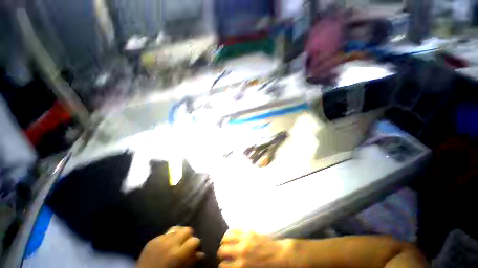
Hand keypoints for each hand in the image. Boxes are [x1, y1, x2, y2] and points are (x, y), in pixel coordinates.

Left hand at [137, 226, 204, 267]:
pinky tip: (166, 246)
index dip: (197, 245)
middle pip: (187, 229)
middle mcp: (170, 243)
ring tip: (177, 243)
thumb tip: (201, 253)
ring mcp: (159, 239)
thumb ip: (192, 261)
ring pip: (177, 228)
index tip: (195, 250)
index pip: (195, 240)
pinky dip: (168, 238)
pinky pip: (165, 233)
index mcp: (178, 254)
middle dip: (189, 236)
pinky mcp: (152, 240)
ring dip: (179, 235)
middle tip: (186, 245)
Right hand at [217, 230, 294, 267]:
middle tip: (222, 254)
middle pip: (222, 250)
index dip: (221, 266)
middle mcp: (241, 251)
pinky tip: (231, 234)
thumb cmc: (267, 266)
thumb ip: (239, 267)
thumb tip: (231, 265)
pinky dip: (231, 231)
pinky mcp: (249, 230)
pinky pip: (235, 228)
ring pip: (227, 236)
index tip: (222, 264)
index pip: (223, 266)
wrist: (279, 254)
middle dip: (220, 253)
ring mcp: (245, 238)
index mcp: (242, 265)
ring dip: (224, 240)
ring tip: (225, 242)